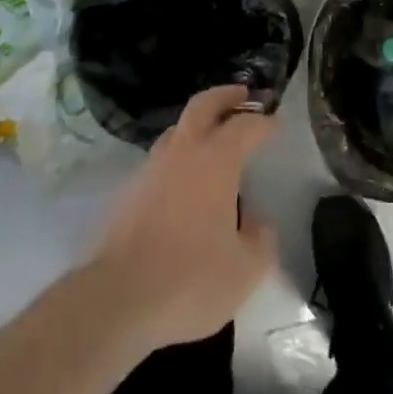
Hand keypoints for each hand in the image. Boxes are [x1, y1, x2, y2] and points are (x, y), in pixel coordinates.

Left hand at [85, 84, 277, 352]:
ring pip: (176, 130)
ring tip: (213, 138)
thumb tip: (255, 221)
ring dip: (198, 125)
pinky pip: (160, 160)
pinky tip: (185, 181)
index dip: (262, 121)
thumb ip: (260, 239)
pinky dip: (178, 156)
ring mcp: (150, 169)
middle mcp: (182, 153)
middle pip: (203, 105)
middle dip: (225, 96)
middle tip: (242, 94)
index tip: (274, 122)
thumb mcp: (245, 269)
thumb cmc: (190, 279)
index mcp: (215, 161)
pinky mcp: (128, 192)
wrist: (117, 299)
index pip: (244, 125)